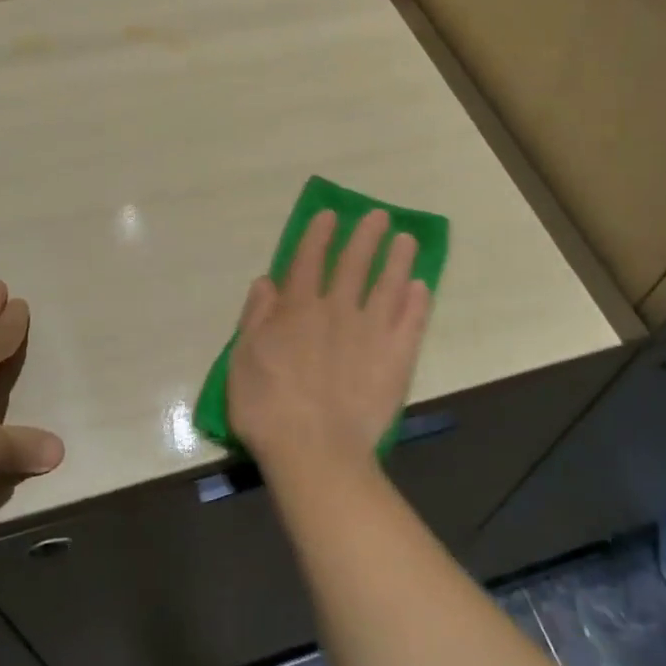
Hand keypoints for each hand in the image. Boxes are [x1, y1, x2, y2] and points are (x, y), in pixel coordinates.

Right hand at [227, 210, 431, 481]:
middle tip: (379, 216)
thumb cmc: (267, 407)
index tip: (330, 215)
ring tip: (406, 240)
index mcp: (298, 308)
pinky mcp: (396, 358)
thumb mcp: (243, 359)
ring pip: (388, 285)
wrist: (315, 450)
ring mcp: (371, 332)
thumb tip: (267, 281)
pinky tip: (422, 287)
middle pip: (354, 264)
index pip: (309, 260)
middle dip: (365, 236)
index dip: (318, 235)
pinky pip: (411, 322)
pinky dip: (417, 302)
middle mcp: (337, 310)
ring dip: (398, 260)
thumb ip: (256, 316)